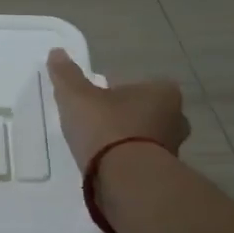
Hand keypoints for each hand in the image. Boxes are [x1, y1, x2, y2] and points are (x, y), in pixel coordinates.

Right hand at [46, 49, 189, 167]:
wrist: (126, 180)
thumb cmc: (106, 127)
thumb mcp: (77, 96)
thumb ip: (66, 75)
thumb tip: (56, 52)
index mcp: (163, 92)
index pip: (137, 85)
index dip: (114, 92)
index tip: (95, 103)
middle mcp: (176, 118)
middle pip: (145, 112)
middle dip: (125, 118)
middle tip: (97, 125)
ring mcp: (174, 149)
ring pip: (147, 138)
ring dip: (127, 142)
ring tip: (99, 150)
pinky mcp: (165, 176)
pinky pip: (143, 162)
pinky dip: (128, 164)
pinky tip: (107, 169)